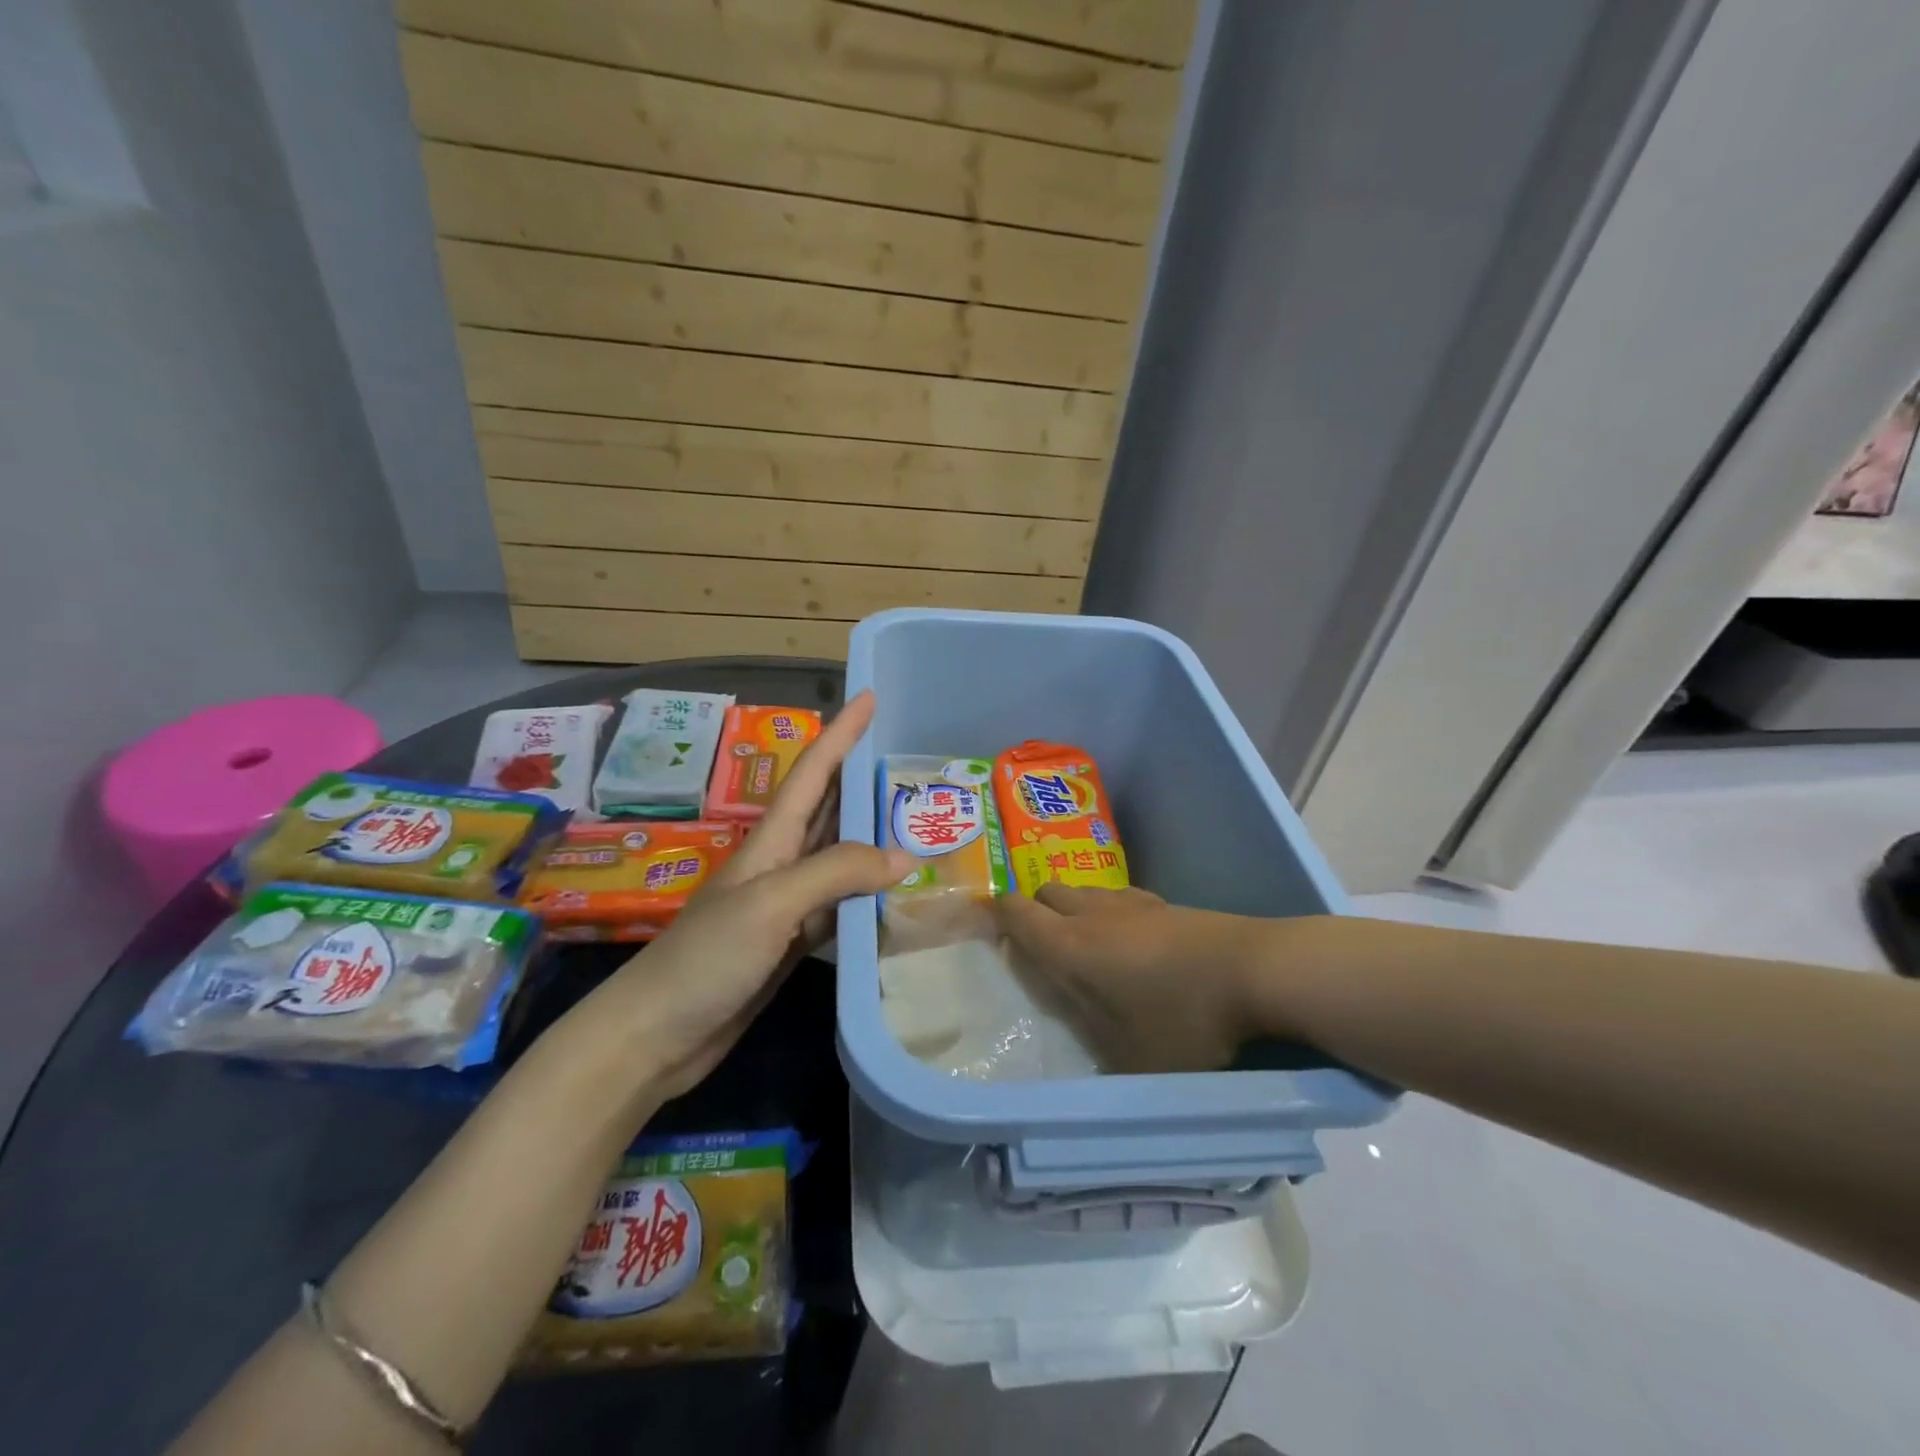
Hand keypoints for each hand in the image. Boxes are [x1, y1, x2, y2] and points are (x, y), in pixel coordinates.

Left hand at [588, 690, 912, 1099]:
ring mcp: (787, 905)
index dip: (841, 732)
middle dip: (863, 777)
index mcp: (771, 840)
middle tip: (910, 759)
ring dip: (873, 837)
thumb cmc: (705, 958)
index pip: (813, 772)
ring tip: (917, 821)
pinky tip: (895, 897)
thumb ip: (834, 872)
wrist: (656, 1036)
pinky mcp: (793, 943)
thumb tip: (904, 857)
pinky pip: (841, 906)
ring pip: (839, 857)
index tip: (871, 696)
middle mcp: (781, 863)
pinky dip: (869, 896)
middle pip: (828, 807)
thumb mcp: (770, 903)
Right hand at [997, 885, 1277, 1073]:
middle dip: (1035, 909)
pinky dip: (1109, 911)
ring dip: (1073, 908)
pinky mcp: (1165, 904)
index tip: (985, 919)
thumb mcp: (1132, 1058)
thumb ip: (1095, 1049)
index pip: (1018, 913)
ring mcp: (1132, 903)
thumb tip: (1078, 1054)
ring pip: (1085, 891)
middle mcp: (1094, 915)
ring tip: (1085, 942)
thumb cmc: (1184, 1021)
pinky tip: (1131, 939)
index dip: (996, 912)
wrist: (1256, 971)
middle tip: (1039, 943)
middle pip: (1048, 891)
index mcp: (1071, 947)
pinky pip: (1118, 897)